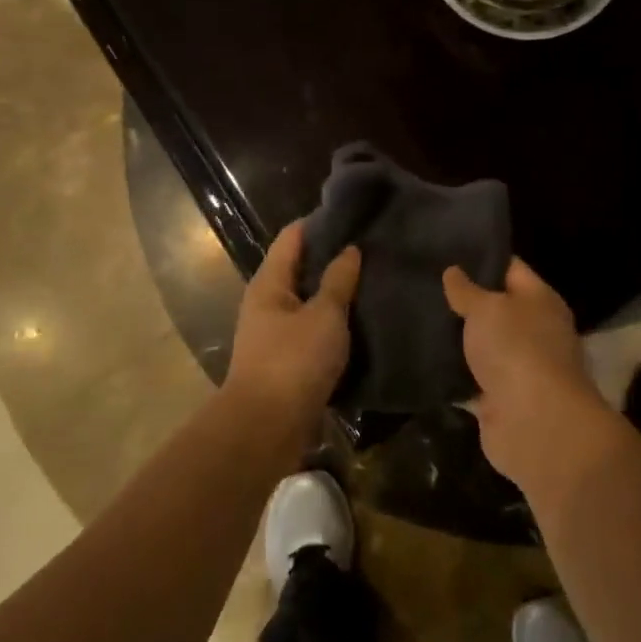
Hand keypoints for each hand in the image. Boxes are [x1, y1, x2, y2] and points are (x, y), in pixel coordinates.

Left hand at [224, 221, 360, 436]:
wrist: (268, 427)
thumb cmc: (294, 361)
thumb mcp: (324, 315)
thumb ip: (339, 281)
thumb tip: (350, 249)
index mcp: (269, 283)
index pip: (293, 237)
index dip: (321, 222)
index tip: (355, 214)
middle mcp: (268, 303)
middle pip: (301, 267)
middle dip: (333, 256)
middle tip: (373, 246)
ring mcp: (276, 333)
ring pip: (309, 300)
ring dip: (336, 291)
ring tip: (373, 278)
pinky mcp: (288, 360)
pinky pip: (314, 329)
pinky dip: (335, 321)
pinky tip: (362, 318)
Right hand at [442, 258, 625, 498]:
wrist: (533, 423)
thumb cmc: (516, 349)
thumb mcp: (487, 308)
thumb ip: (467, 290)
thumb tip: (454, 271)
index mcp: (540, 301)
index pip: (511, 269)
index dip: (482, 258)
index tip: (447, 249)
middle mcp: (534, 331)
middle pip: (496, 309)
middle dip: (464, 300)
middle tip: (422, 284)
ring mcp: (518, 368)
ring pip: (482, 346)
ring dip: (457, 339)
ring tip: (415, 317)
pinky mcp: (499, 400)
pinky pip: (471, 380)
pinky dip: (452, 374)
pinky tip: (421, 359)